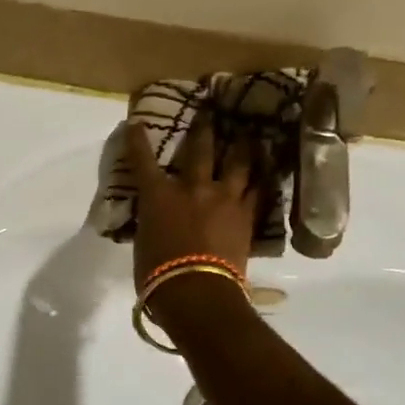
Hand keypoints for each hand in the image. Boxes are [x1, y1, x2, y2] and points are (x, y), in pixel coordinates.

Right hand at [125, 119, 259, 288]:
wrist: (197, 292)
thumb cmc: (158, 274)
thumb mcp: (144, 242)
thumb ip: (151, 222)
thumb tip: (156, 219)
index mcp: (158, 195)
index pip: (142, 161)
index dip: (138, 141)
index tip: (136, 123)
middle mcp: (192, 187)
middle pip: (200, 149)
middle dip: (203, 128)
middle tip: (209, 112)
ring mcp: (224, 198)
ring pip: (238, 163)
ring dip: (243, 147)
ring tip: (250, 135)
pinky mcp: (246, 216)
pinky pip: (258, 191)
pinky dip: (262, 180)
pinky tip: (268, 172)